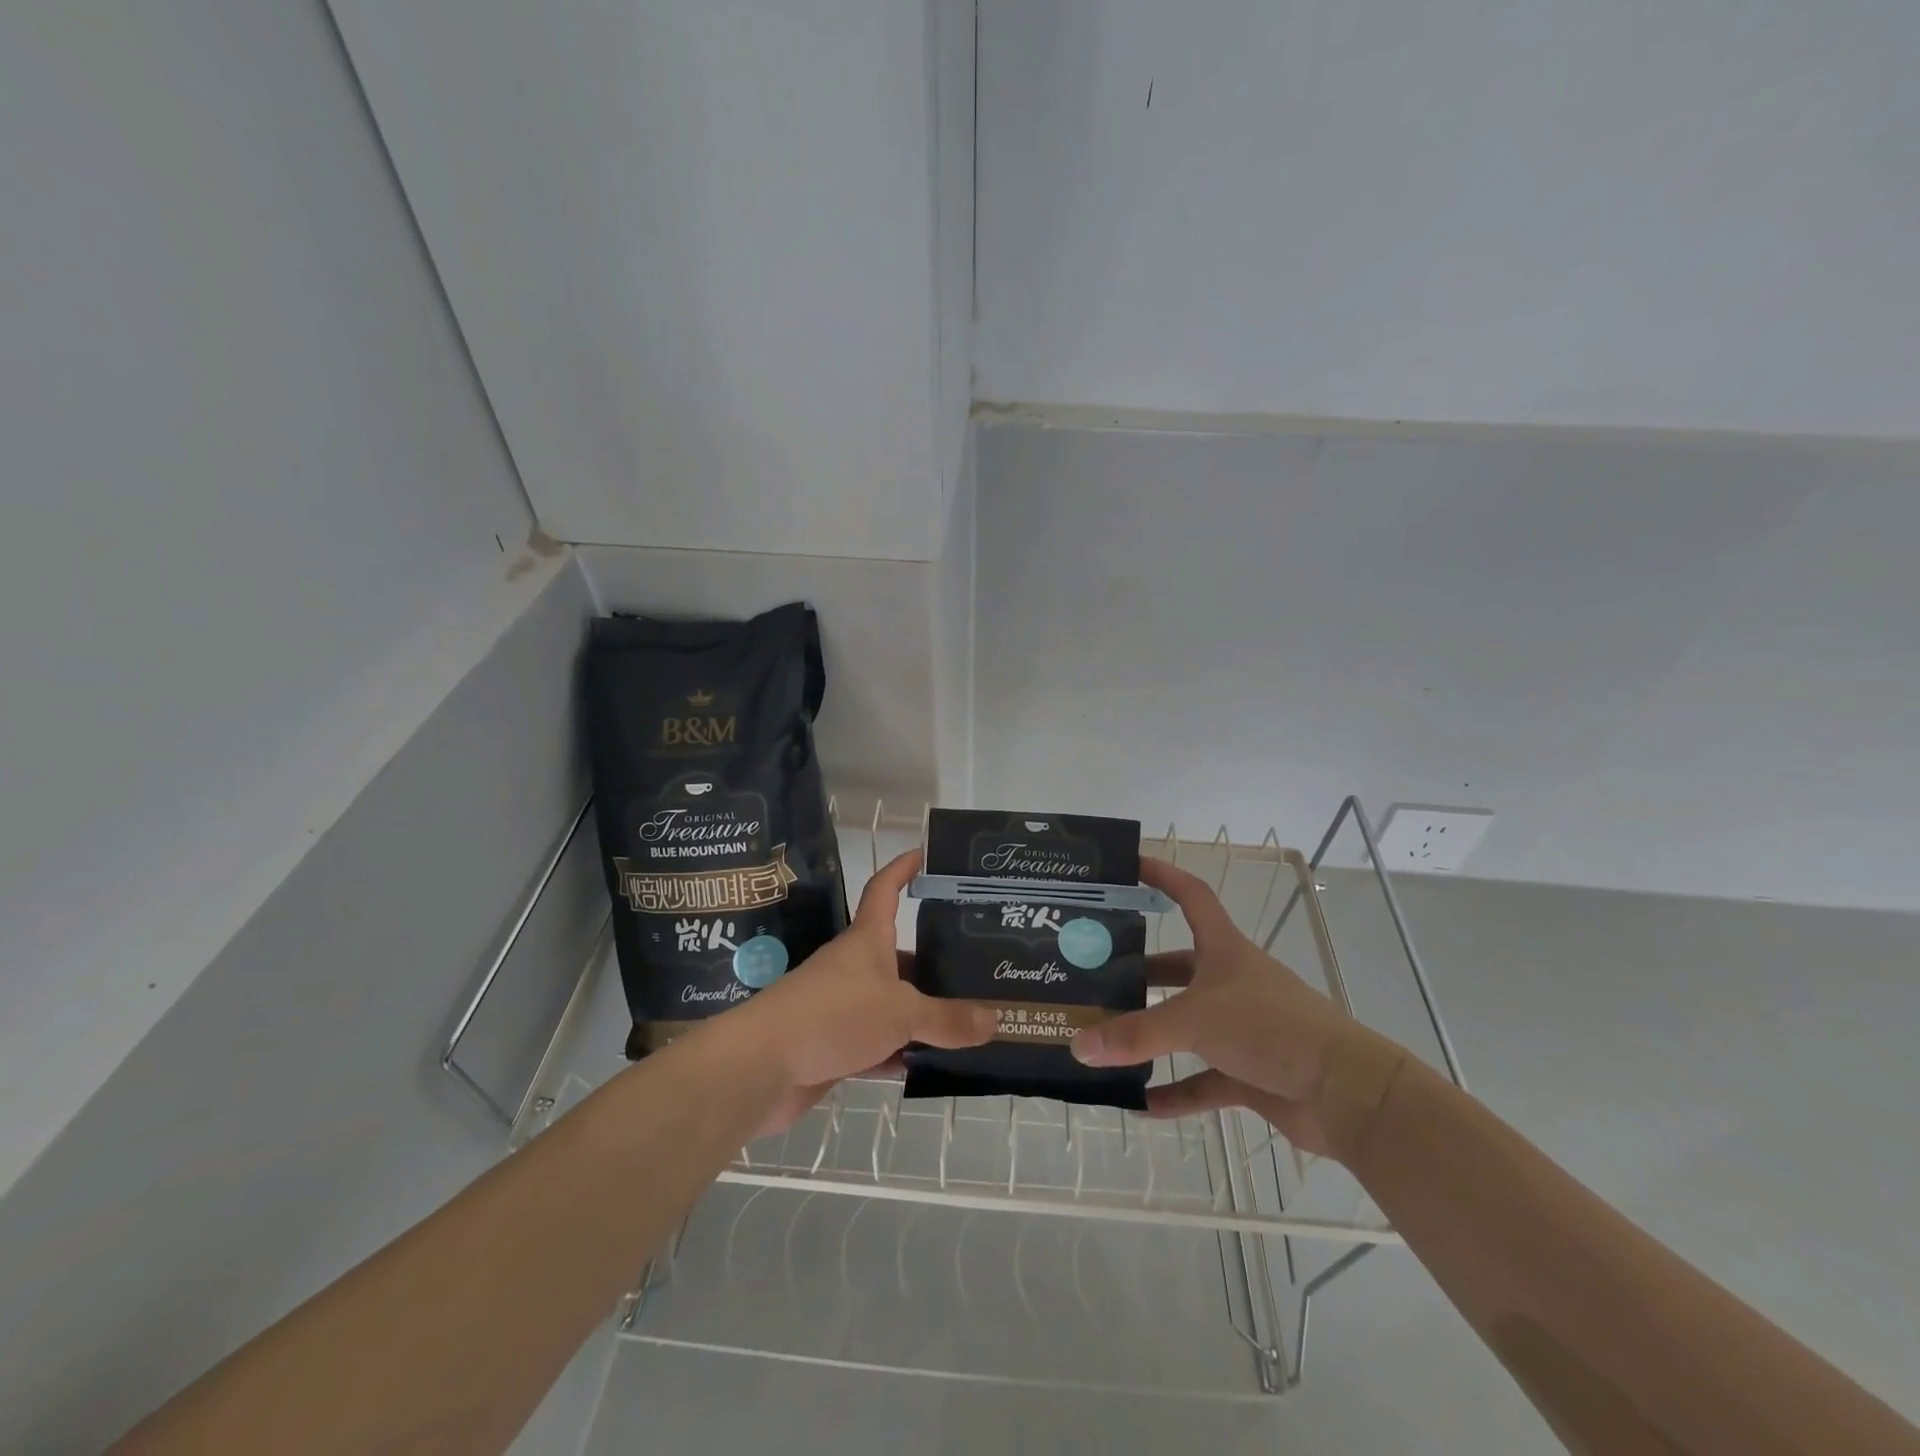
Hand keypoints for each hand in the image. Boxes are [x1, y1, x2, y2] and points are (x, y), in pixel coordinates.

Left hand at [727, 849, 995, 1132]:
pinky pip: (882, 1045)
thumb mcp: (900, 1012)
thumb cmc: (832, 1015)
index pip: (885, 889)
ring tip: (973, 1017)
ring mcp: (845, 1008)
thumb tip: (996, 1020)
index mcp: (867, 940)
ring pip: (895, 1004)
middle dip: (937, 961)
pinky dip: (906, 1053)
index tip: (926, 854)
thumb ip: (947, 1018)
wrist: (761, 1068)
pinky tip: (938, 1064)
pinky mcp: (837, 1046)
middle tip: (981, 967)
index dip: (903, 868)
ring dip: (926, 1014)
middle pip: (902, 954)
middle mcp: (856, 967)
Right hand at [1070, 856, 1359, 1154]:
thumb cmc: (1270, 1028)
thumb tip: (1077, 1045)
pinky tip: (1142, 1104)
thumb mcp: (1195, 1020)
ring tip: (1106, 1039)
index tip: (1128, 866)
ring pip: (1185, 1024)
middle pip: (1178, 966)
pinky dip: (1175, 1091)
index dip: (1162, 876)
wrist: (1346, 1093)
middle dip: (1139, 972)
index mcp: (1223, 950)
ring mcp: (1241, 1028)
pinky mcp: (1250, 1071)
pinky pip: (1203, 1080)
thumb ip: (1135, 1034)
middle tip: (1093, 977)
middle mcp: (1230, 982)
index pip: (1191, 896)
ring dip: (1151, 1034)